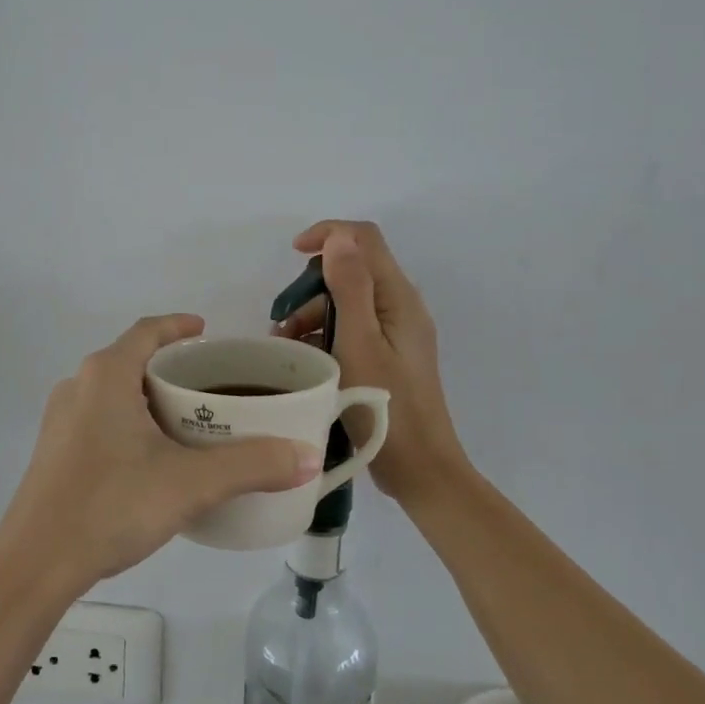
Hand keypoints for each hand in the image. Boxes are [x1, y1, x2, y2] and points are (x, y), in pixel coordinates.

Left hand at [0, 313, 323, 589]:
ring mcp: (61, 419)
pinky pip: (100, 417)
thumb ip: (252, 466)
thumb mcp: (190, 483)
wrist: (34, 564)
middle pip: (131, 359)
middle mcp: (79, 385)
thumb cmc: (111, 504)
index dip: (178, 326)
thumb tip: (308, 457)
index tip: (207, 330)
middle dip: (170, 366)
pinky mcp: (55, 450)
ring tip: (187, 420)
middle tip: (210, 384)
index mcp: (107, 374)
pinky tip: (150, 457)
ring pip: (114, 391)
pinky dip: (130, 420)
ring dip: (149, 395)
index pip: (148, 330)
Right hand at [273, 221, 469, 507]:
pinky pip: (352, 327)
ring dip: (313, 314)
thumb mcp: (359, 341)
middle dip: (312, 285)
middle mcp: (401, 307)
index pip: (364, 238)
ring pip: (348, 301)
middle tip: (283, 321)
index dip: (328, 233)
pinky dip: (325, 334)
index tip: (292, 252)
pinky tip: (304, 358)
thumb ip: (350, 286)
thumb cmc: (386, 404)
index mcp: (399, 297)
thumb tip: (339, 237)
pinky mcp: (389, 355)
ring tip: (285, 346)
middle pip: (352, 269)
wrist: (421, 470)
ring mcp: (397, 332)